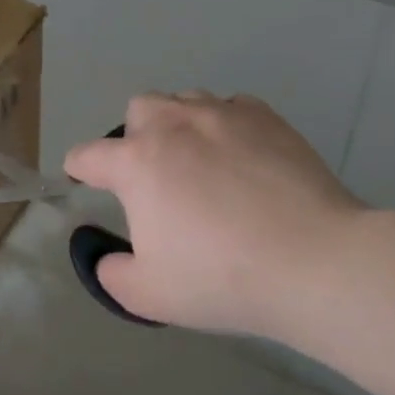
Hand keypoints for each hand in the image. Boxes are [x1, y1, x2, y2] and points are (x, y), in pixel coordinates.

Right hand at [64, 93, 367, 339]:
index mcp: (136, 163)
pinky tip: (240, 156)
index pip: (88, 155)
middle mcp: (173, 126)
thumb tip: (106, 256)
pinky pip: (232, 107)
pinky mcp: (266, 119)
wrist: (315, 262)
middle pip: (138, 109)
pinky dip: (224, 125)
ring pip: (184, 100)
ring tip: (198, 160)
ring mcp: (223, 115)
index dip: (79, 169)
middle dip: (135, 136)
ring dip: (178, 124)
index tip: (82, 180)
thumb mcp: (148, 295)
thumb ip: (111, 273)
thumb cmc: (222, 278)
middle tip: (154, 175)